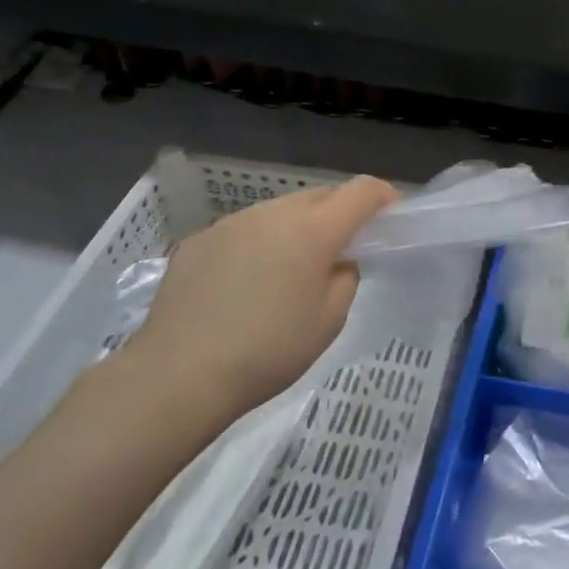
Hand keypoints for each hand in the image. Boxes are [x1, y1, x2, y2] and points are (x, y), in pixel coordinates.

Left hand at [122, 177, 397, 423]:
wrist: (177, 376)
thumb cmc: (268, 352)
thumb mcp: (329, 321)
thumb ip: (346, 277)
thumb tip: (337, 260)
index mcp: (313, 230)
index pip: (361, 191)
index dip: (383, 197)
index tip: (391, 216)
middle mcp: (273, 214)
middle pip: (321, 196)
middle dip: (340, 213)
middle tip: (342, 249)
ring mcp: (232, 223)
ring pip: (280, 211)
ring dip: (298, 227)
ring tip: (290, 269)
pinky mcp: (199, 240)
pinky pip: (245, 229)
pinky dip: (259, 243)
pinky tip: (246, 283)